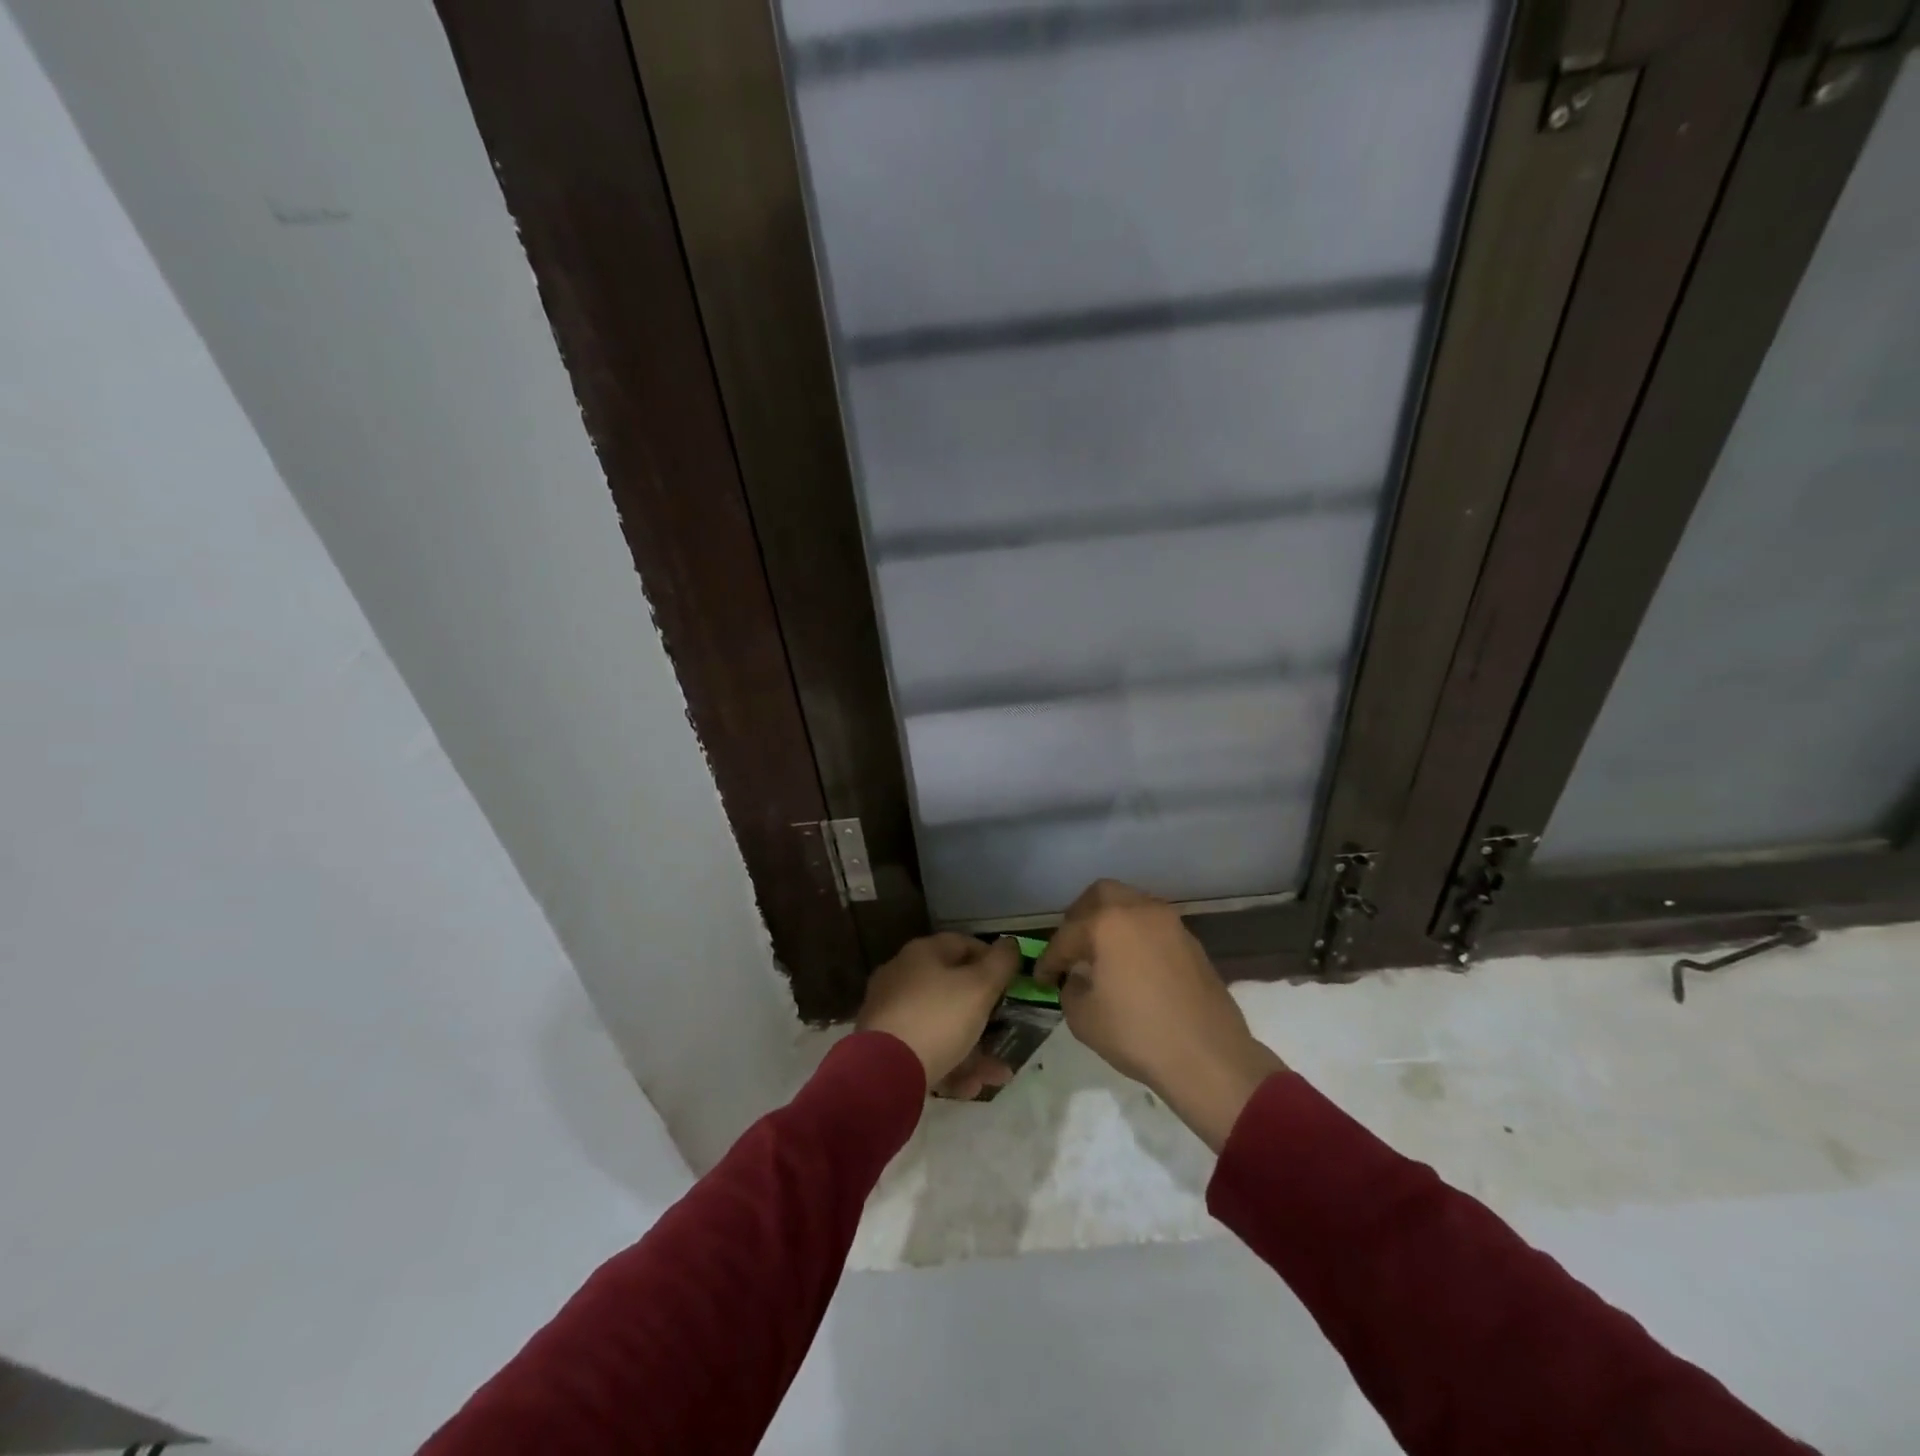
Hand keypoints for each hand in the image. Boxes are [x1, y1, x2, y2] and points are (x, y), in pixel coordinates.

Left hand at [856, 933, 1022, 1098]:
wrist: (883, 1072)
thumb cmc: (937, 1018)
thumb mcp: (980, 987)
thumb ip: (1001, 964)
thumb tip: (1010, 943)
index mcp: (921, 954)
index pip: (962, 944)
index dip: (991, 958)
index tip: (1012, 980)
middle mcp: (902, 977)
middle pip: (952, 987)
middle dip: (984, 1012)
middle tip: (1006, 1027)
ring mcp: (891, 1013)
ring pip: (942, 1025)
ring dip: (973, 1048)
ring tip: (998, 1073)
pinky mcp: (886, 1047)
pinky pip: (926, 1050)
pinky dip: (950, 1065)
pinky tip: (970, 1088)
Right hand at [1035, 880, 1286, 1150]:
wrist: (1208, 1057)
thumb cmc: (1137, 1035)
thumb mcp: (1083, 1018)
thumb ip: (1070, 987)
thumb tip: (1078, 977)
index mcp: (1108, 923)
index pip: (1066, 935)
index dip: (1048, 958)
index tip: (1040, 978)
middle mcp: (1139, 910)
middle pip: (1101, 895)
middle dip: (1079, 917)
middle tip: (1071, 947)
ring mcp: (1170, 923)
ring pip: (1131, 905)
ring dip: (1111, 923)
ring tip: (1101, 955)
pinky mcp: (1191, 942)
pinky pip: (1152, 925)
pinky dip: (1135, 936)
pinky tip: (1131, 966)